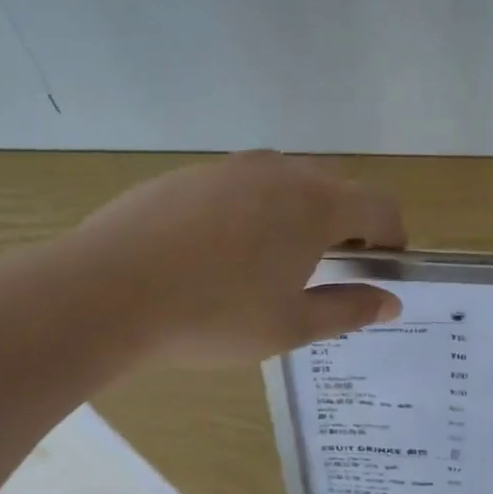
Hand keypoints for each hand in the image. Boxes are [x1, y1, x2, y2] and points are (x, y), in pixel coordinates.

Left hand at [66, 151, 405, 366]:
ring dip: (299, 212)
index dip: (392, 236)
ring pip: (286, 181)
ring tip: (272, 260)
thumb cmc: (211, 316)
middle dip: (347, 222)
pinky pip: (241, 184)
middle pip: (337, 186)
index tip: (382, 266)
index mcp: (316, 205)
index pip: (380, 206)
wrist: (101, 294)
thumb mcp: (290, 326)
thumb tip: (391, 302)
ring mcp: (231, 168)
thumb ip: (348, 309)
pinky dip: (252, 209)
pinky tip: (218, 252)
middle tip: (330, 266)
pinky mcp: (189, 174)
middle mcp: (281, 172)